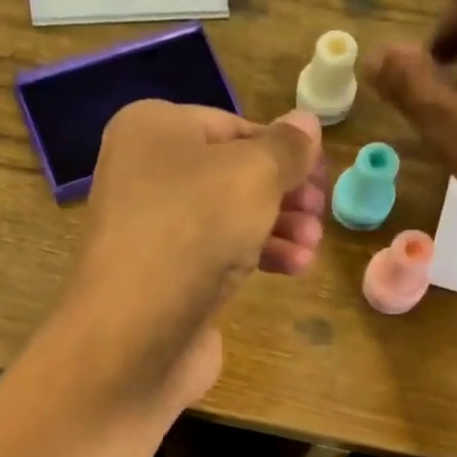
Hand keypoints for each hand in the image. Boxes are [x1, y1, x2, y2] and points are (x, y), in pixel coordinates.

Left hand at [54, 101, 325, 413]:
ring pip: (229, 220)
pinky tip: (294, 269)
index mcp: (152, 130)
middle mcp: (145, 176)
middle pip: (232, 176)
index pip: (231, 126)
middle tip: (321, 212)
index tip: (322, 172)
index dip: (282, 147)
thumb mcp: (253, 175)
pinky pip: (218, 257)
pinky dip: (257, 258)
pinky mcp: (166, 280)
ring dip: (278, 229)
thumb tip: (306, 122)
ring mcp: (154, 232)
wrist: (135, 335)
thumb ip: (286, 149)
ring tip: (313, 246)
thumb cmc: (193, 230)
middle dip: (284, 194)